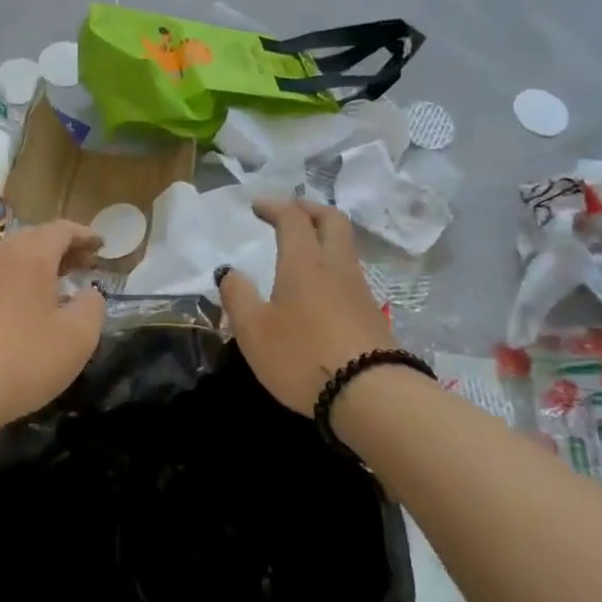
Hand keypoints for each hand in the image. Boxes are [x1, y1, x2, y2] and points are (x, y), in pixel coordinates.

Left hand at [0, 221, 105, 437]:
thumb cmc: (22, 359)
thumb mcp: (77, 338)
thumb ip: (92, 308)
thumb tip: (89, 293)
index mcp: (30, 255)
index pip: (61, 230)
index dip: (84, 235)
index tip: (101, 245)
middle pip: (33, 239)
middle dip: (61, 247)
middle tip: (83, 263)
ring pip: (10, 257)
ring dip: (36, 264)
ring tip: (56, 283)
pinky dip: (15, 281)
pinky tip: (23, 306)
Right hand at [217, 198, 391, 415]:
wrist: (370, 395)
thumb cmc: (301, 356)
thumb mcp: (253, 330)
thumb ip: (237, 296)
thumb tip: (230, 272)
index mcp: (304, 262)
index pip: (293, 218)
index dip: (274, 206)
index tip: (256, 206)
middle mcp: (336, 266)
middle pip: (332, 220)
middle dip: (309, 209)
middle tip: (289, 211)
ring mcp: (359, 290)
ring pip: (345, 247)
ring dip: (323, 236)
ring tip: (302, 248)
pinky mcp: (371, 314)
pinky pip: (349, 274)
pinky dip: (331, 265)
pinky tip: (318, 287)